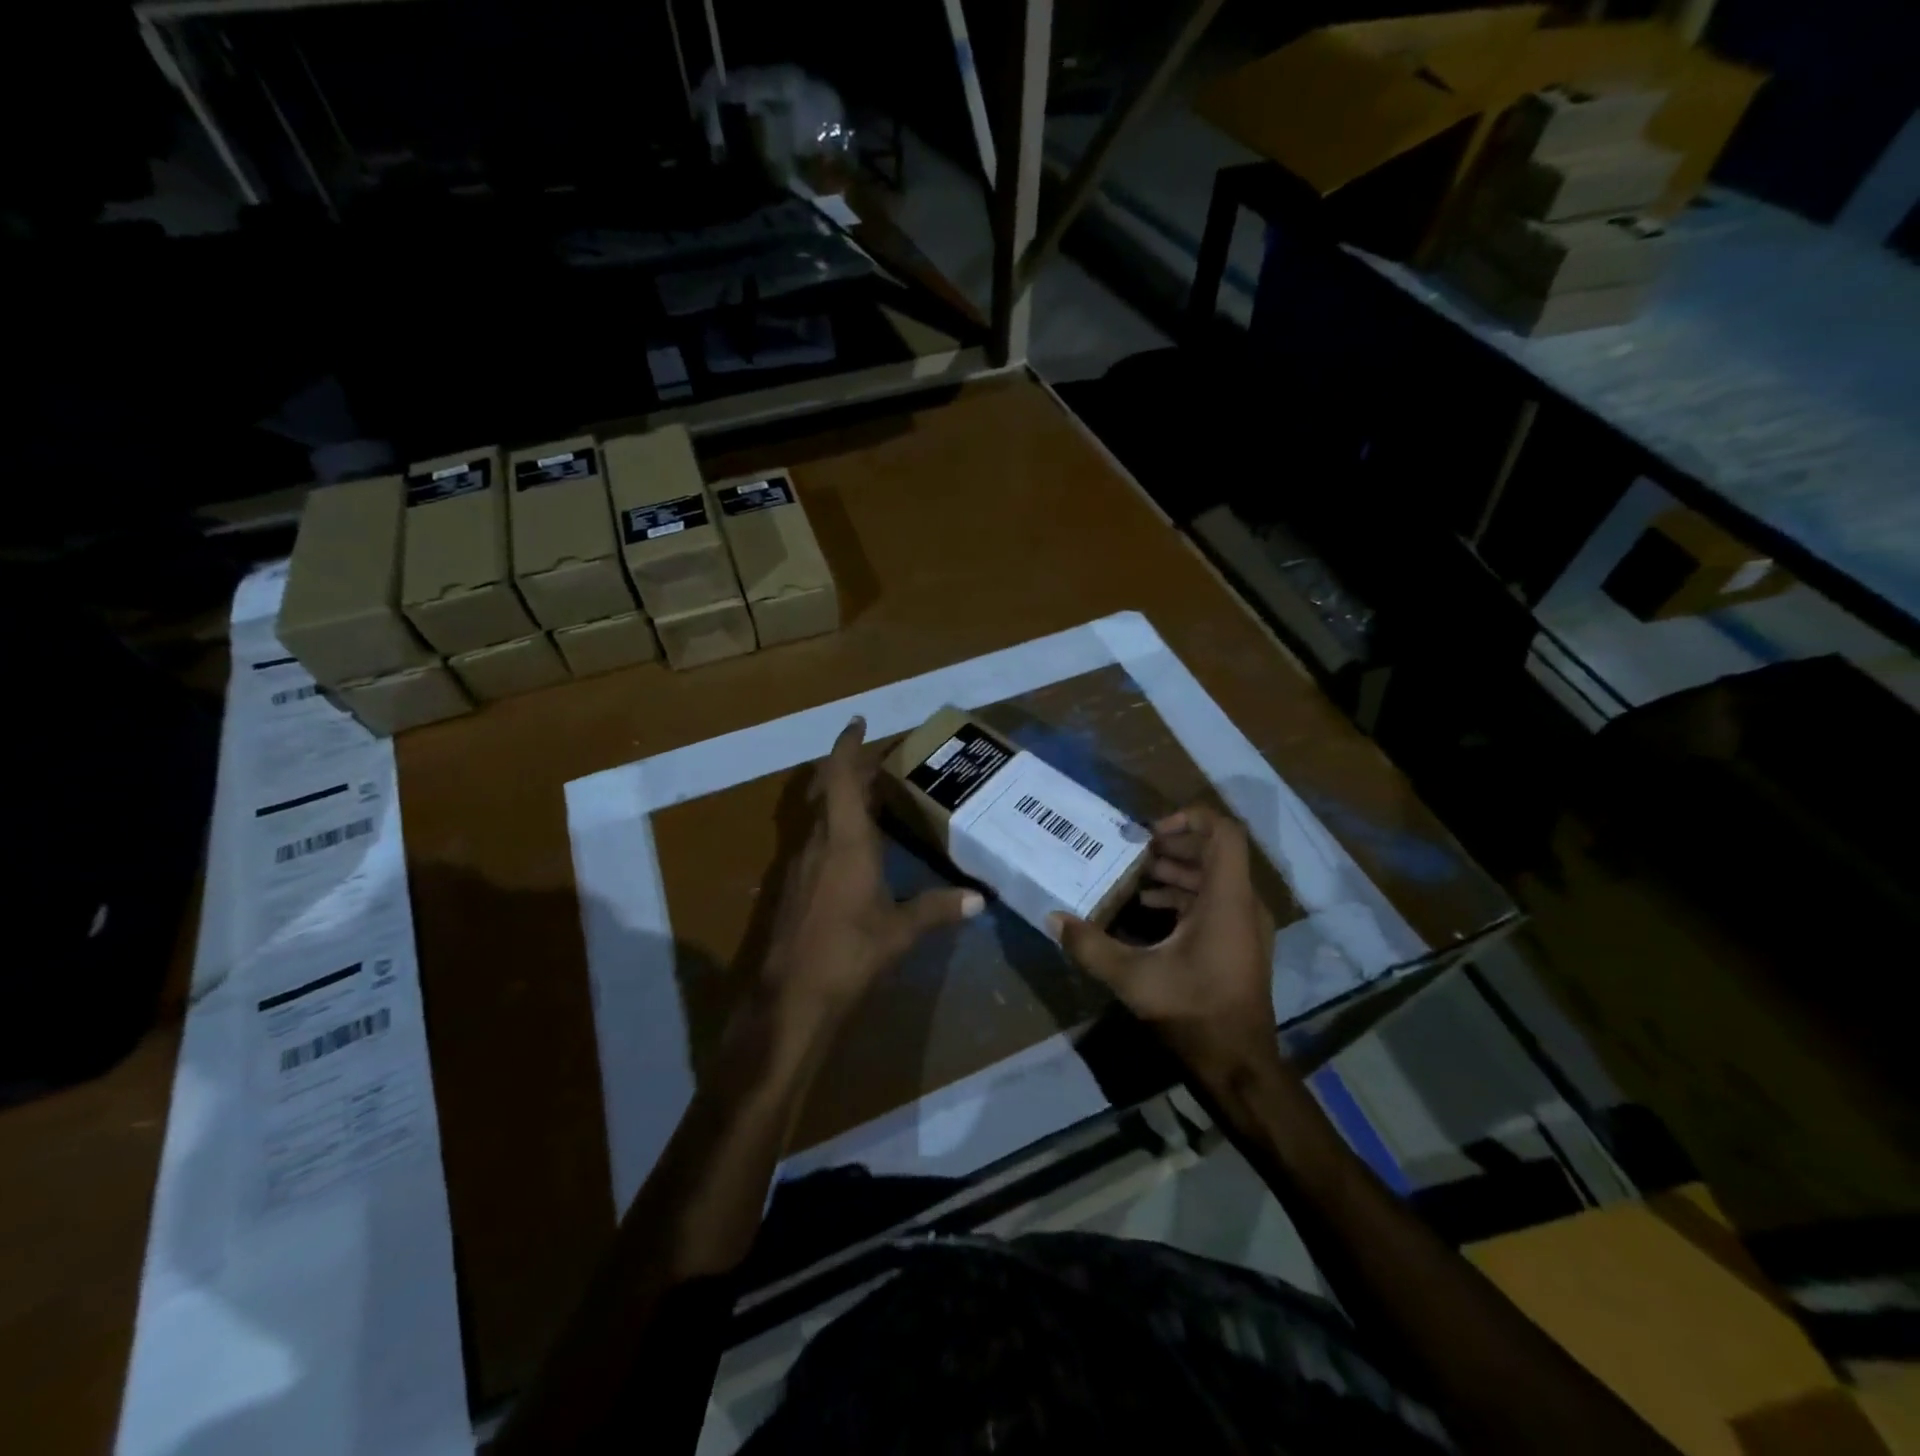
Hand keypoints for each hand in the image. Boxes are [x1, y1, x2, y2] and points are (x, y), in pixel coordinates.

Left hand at [759, 716, 982, 1033]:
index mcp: (845, 841)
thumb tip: (979, 899)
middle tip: (883, 764)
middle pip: (828, 790)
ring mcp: (799, 864)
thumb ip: (938, 910)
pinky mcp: (792, 886)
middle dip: (851, 770)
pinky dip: (835, 827)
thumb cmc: (848, 954)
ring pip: (819, 814)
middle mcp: (817, 842)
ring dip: (842, 798)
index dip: (847, 745)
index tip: (858, 722)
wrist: (789, 999)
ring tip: (875, 798)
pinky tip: (857, 848)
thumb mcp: (900, 932)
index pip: (840, 776)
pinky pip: (815, 839)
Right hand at [1051, 806, 1278, 1079]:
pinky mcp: (1239, 943)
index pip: (1223, 832)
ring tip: (1134, 876)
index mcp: (1226, 899)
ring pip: (1213, 877)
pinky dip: (1183, 896)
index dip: (1188, 819)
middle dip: (1172, 845)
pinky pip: (1214, 901)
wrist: (1238, 1065)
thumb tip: (1052, 917)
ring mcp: (1245, 924)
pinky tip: (1148, 909)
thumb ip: (1090, 944)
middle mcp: (1243, 904)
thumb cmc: (1192, 1011)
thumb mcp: (1133, 977)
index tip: (1149, 833)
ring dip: (1175, 871)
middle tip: (1132, 851)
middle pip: (1214, 852)